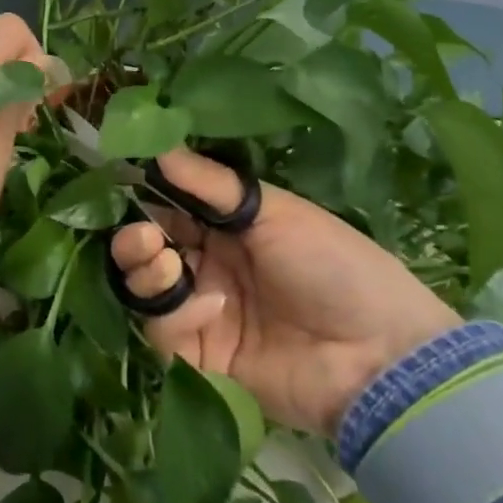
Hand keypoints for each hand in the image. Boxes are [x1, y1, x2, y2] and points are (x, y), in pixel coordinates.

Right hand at [111, 150, 460, 434]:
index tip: (125, 184)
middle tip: (144, 236)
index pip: (170, 208)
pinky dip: (177, 316)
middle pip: (150, 250)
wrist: (378, 355)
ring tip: (163, 261)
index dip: (146, 198)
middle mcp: (210, 267)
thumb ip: (210, 183)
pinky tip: (211, 307)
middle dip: (136, 239)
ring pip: (148, 290)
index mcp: (228, 229)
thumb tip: (157, 144)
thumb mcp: (274, 211)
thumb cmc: (331, 265)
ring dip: (145, 271)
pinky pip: (166, 333)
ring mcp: (205, 313)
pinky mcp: (203, 358)